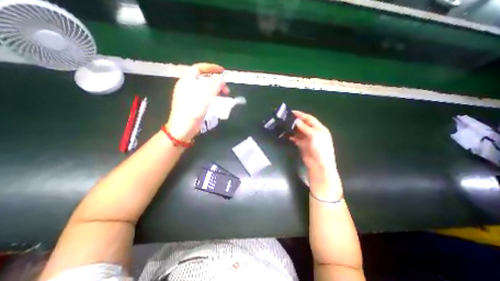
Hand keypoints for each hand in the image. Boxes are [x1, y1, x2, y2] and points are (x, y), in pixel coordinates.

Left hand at [168, 63, 230, 138]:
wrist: (181, 131)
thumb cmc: (190, 115)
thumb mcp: (203, 101)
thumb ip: (213, 89)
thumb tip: (222, 80)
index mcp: (186, 83)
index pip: (198, 68)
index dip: (210, 67)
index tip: (222, 71)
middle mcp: (187, 86)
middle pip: (203, 78)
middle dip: (216, 81)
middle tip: (226, 89)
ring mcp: (190, 94)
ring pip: (204, 86)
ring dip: (215, 88)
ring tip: (225, 94)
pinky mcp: (193, 102)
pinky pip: (204, 94)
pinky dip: (212, 94)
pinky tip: (218, 99)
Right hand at [291, 110, 341, 194]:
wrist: (318, 165)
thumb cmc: (320, 149)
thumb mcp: (314, 135)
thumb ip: (305, 127)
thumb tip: (296, 120)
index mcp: (319, 128)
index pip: (309, 119)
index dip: (301, 115)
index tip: (291, 112)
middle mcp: (313, 132)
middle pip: (303, 124)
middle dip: (295, 121)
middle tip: (286, 118)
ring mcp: (307, 139)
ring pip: (298, 131)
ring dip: (292, 128)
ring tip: (284, 125)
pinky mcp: (302, 145)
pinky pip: (295, 138)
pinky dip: (291, 136)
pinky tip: (285, 134)